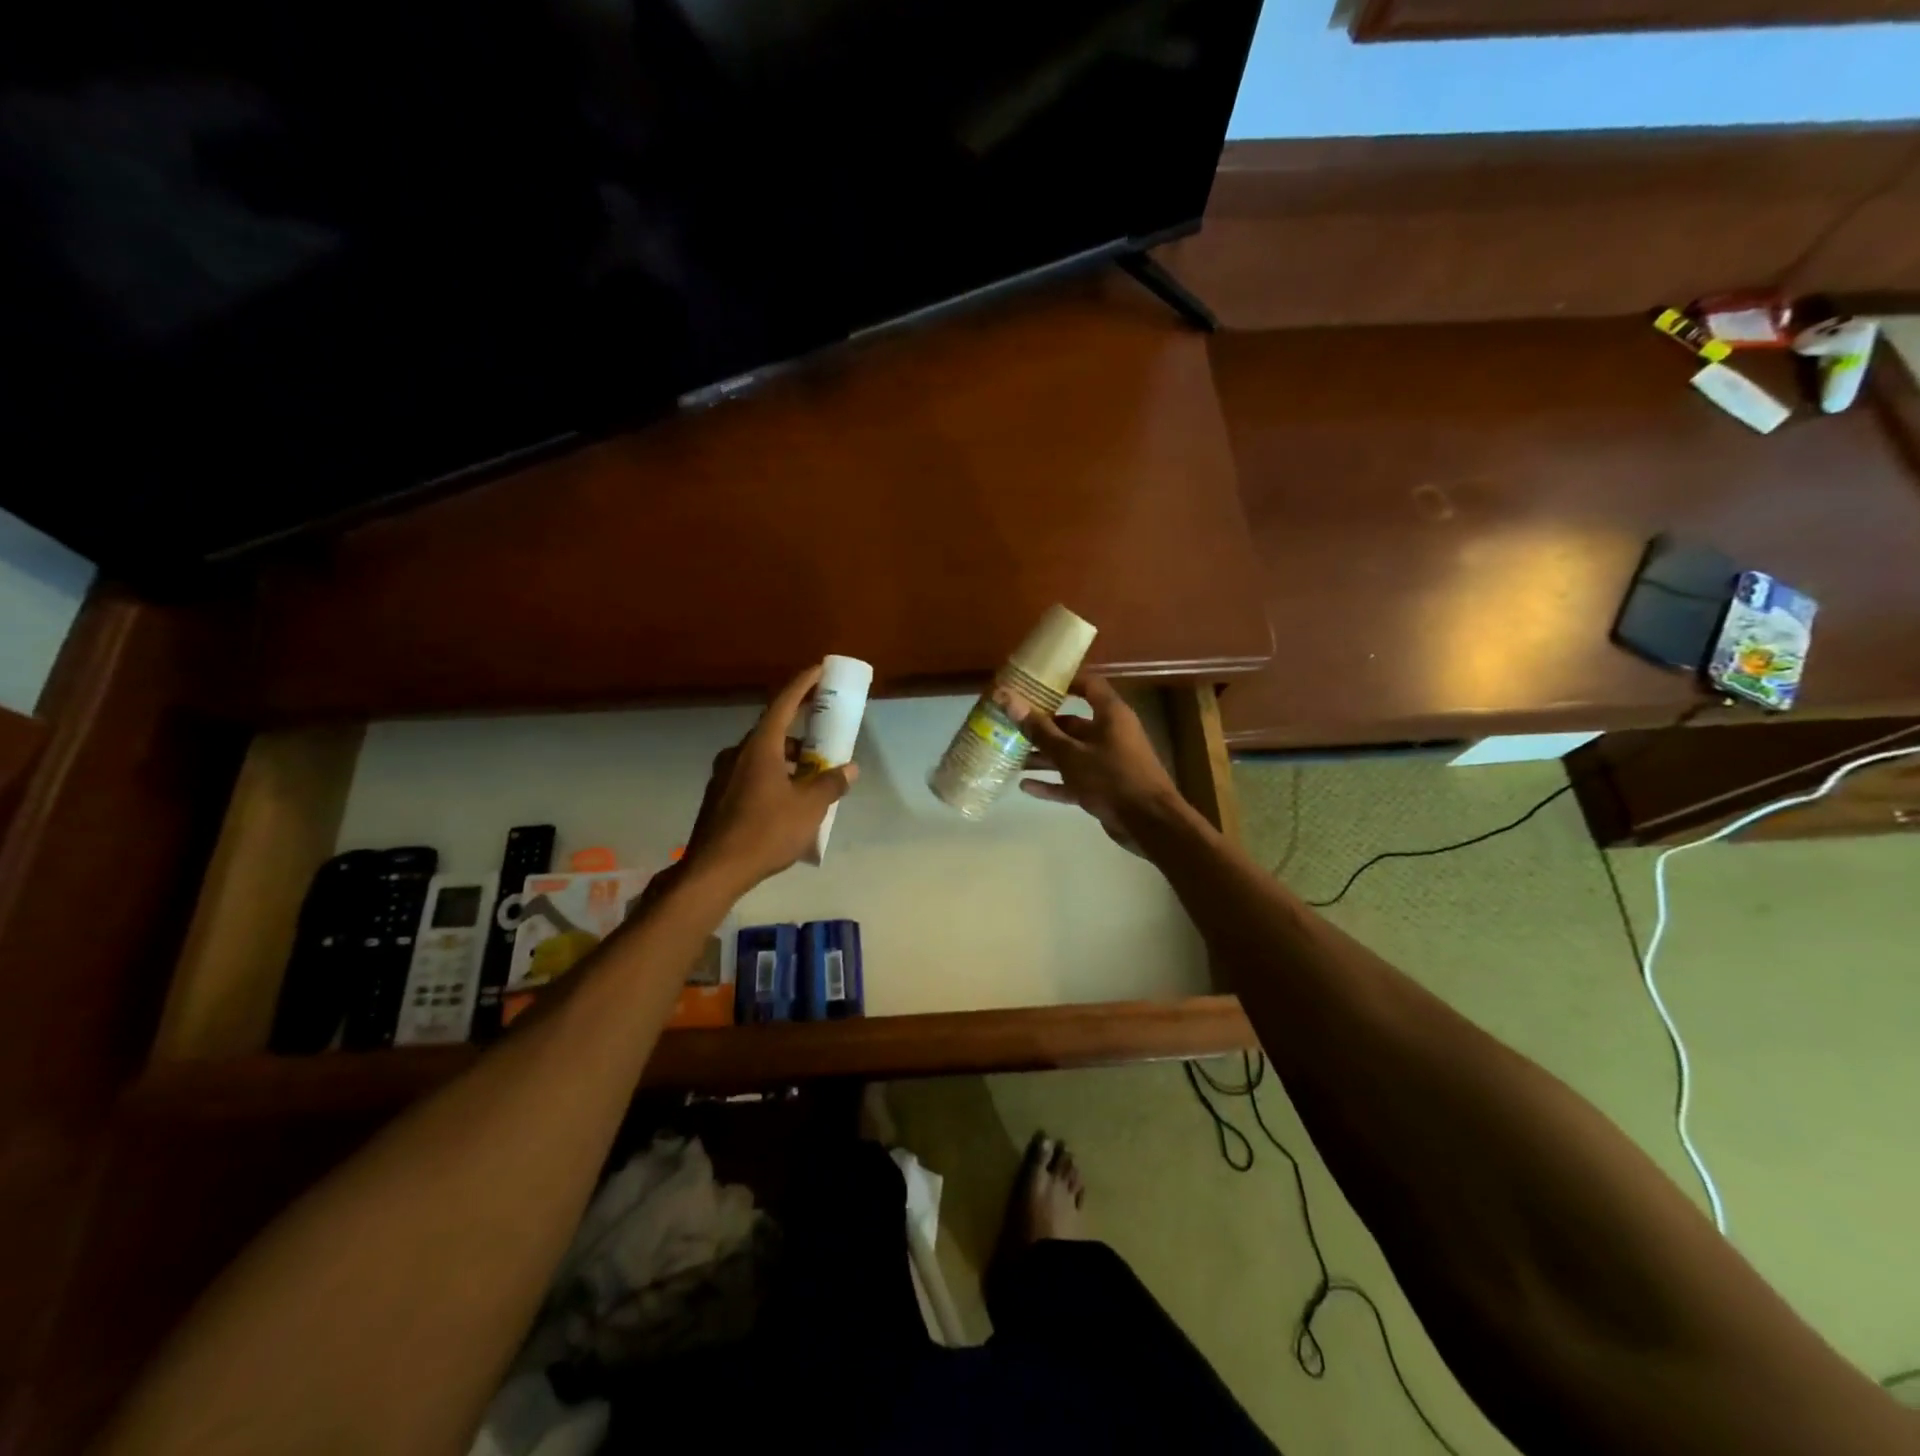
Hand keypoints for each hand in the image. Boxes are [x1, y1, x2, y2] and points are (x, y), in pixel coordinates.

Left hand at [680, 665, 857, 893]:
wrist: (714, 870)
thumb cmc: (765, 832)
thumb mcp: (809, 808)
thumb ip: (830, 784)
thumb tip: (849, 769)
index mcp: (760, 748)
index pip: (783, 704)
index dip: (803, 685)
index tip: (819, 670)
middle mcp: (738, 754)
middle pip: (772, 731)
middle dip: (800, 732)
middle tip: (823, 739)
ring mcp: (724, 776)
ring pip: (761, 756)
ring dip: (787, 760)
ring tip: (810, 778)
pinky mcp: (719, 798)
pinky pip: (752, 776)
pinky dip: (773, 777)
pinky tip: (787, 801)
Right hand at [1016, 675, 1190, 850]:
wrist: (1150, 823)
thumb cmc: (1112, 778)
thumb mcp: (1070, 754)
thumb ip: (1039, 730)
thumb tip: (1008, 698)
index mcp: (1110, 715)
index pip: (1088, 685)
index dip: (1063, 682)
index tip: (1033, 684)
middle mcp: (1110, 733)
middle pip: (1072, 723)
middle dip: (1041, 726)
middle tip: (1009, 725)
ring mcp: (1107, 762)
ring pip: (1070, 753)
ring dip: (1043, 756)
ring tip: (1011, 757)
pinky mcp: (1104, 787)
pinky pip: (1073, 779)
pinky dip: (1053, 782)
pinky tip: (1025, 787)